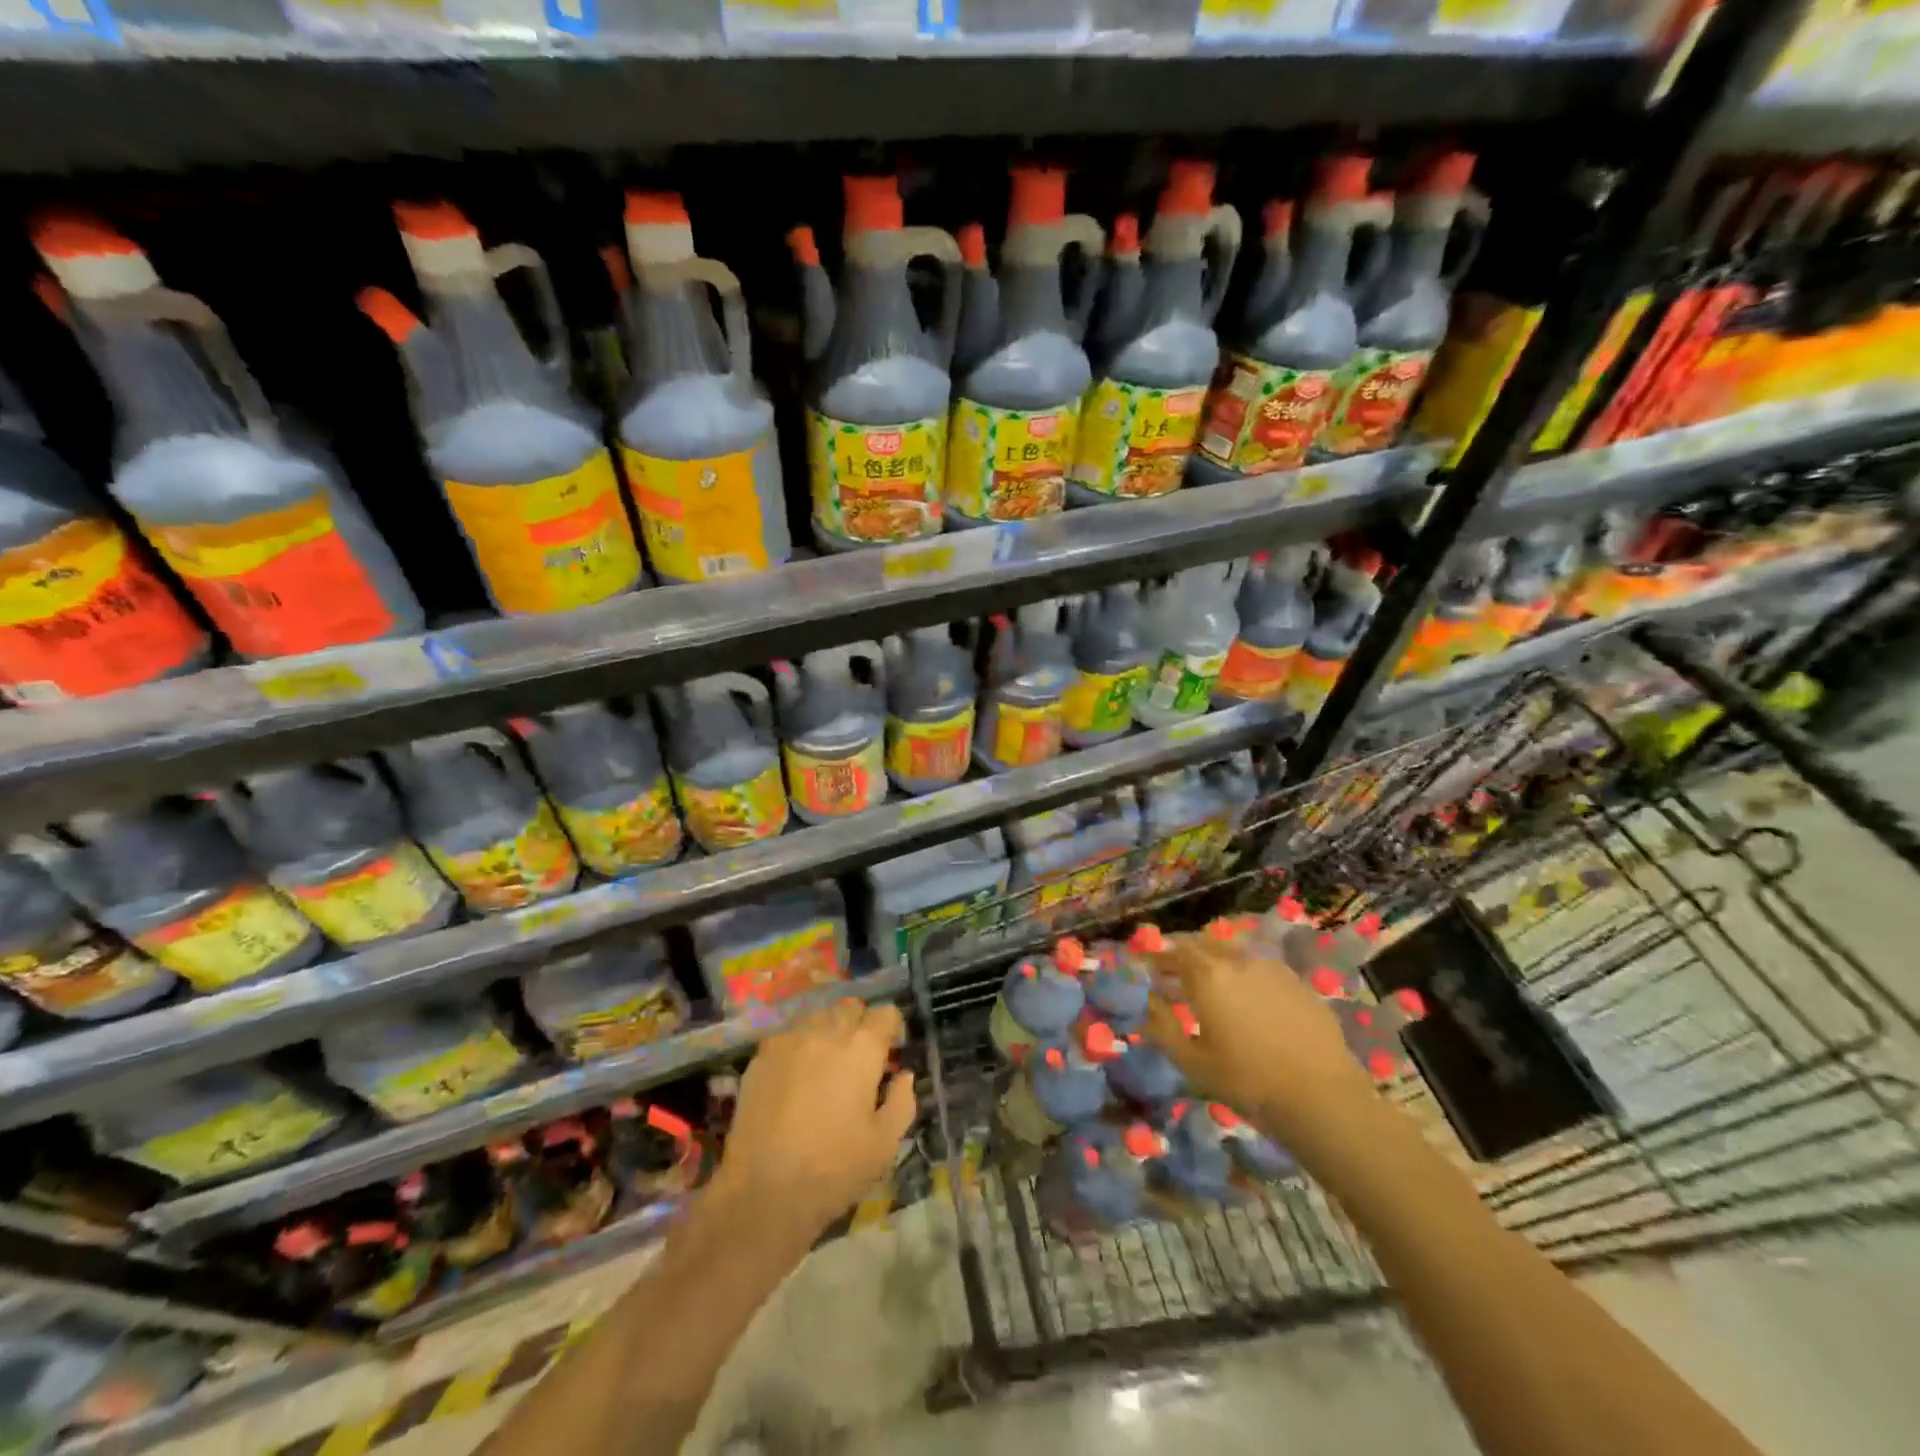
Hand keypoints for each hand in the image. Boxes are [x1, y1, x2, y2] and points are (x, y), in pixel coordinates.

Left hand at [709, 999, 915, 1242]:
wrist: (763, 1191)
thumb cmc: (834, 1170)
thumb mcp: (884, 1145)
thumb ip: (902, 1102)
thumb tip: (904, 1076)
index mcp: (862, 1049)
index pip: (885, 1013)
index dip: (891, 1029)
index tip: (889, 1051)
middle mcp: (827, 1032)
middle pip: (850, 1009)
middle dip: (859, 1025)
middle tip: (858, 1058)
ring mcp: (790, 1040)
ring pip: (817, 1017)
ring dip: (828, 1031)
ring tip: (825, 1063)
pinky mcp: (761, 1056)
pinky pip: (788, 1036)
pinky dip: (798, 1047)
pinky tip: (794, 1076)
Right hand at [1143, 934, 1375, 1147]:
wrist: (1322, 1095)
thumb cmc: (1248, 1080)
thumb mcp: (1192, 1063)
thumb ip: (1162, 1029)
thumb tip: (1148, 1004)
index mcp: (1207, 975)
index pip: (1174, 952)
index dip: (1158, 958)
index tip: (1149, 968)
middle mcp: (1237, 960)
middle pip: (1203, 944)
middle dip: (1185, 953)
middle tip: (1176, 972)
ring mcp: (1271, 968)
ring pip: (1234, 952)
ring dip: (1215, 959)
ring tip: (1211, 982)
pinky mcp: (1297, 981)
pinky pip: (1260, 966)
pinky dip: (1244, 972)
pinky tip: (1248, 996)